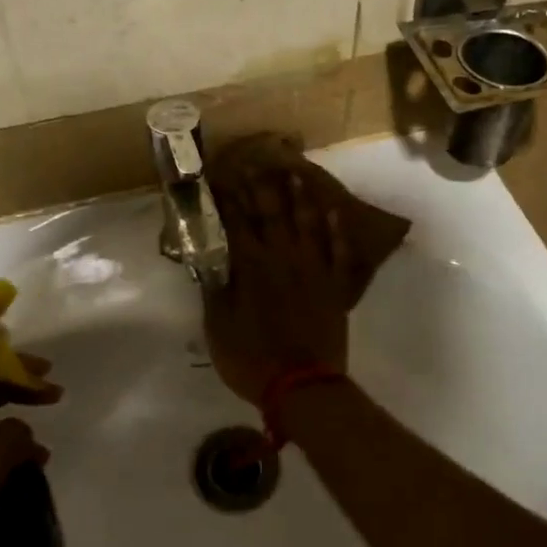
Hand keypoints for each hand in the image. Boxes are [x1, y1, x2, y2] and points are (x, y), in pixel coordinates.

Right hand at [205, 165, 350, 403]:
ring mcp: (313, 270)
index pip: (236, 223)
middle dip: (261, 186)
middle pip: (272, 214)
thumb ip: (215, 290)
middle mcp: (283, 259)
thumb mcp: (218, 327)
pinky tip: (334, 211)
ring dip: (301, 196)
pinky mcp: (335, 286)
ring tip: (296, 172)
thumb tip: (208, 259)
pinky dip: (337, 230)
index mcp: (252, 268)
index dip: (228, 199)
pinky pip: (339, 250)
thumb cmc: (252, 360)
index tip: (221, 177)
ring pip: (307, 223)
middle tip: (257, 161)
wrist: (303, 385)